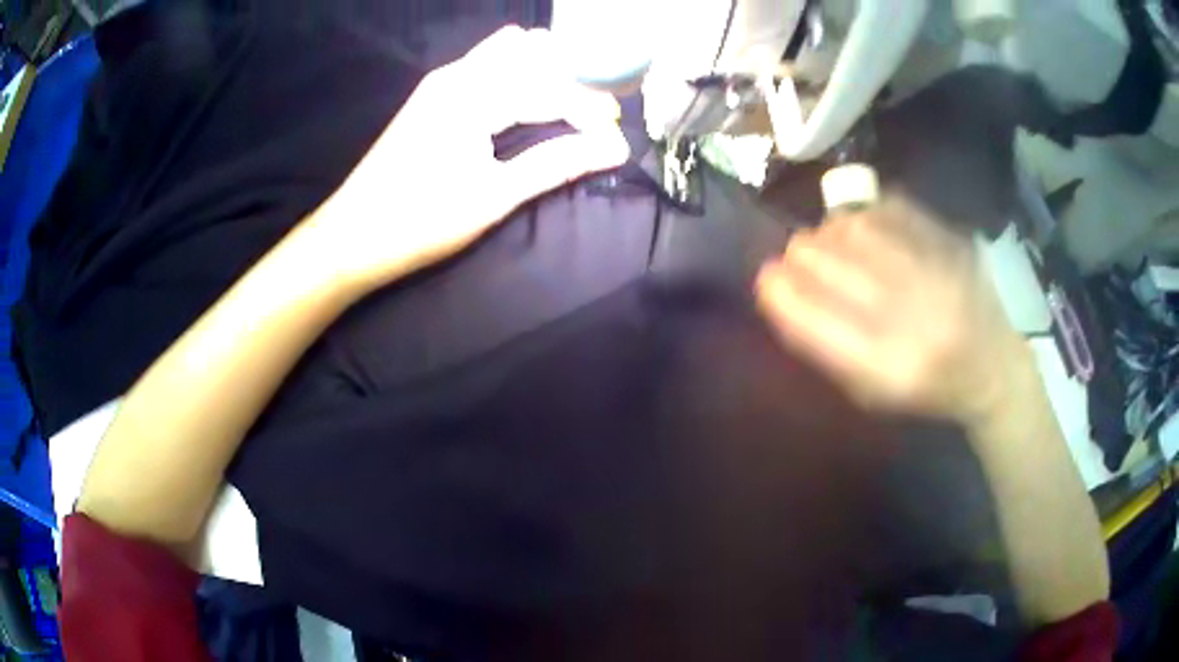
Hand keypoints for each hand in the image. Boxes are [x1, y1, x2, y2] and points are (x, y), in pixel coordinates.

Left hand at [308, 26, 630, 287]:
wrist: (350, 236)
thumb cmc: (420, 221)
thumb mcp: (493, 197)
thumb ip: (555, 165)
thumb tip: (614, 149)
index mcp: (474, 96)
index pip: (549, 89)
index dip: (589, 111)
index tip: (618, 135)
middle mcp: (457, 75)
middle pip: (531, 55)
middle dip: (571, 77)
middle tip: (596, 112)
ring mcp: (440, 82)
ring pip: (506, 52)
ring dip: (543, 69)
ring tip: (569, 101)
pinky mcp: (430, 96)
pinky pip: (484, 65)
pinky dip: (515, 73)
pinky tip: (527, 97)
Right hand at [755, 198, 1031, 423]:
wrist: (992, 368)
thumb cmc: (926, 390)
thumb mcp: (871, 393)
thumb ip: (826, 348)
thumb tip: (782, 293)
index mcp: (888, 371)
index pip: (816, 324)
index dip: (782, 294)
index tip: (765, 279)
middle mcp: (914, 321)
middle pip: (836, 269)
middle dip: (802, 255)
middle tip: (795, 254)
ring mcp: (937, 276)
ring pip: (860, 231)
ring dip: (831, 231)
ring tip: (827, 240)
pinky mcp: (952, 245)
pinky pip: (893, 211)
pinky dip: (866, 212)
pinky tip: (861, 224)